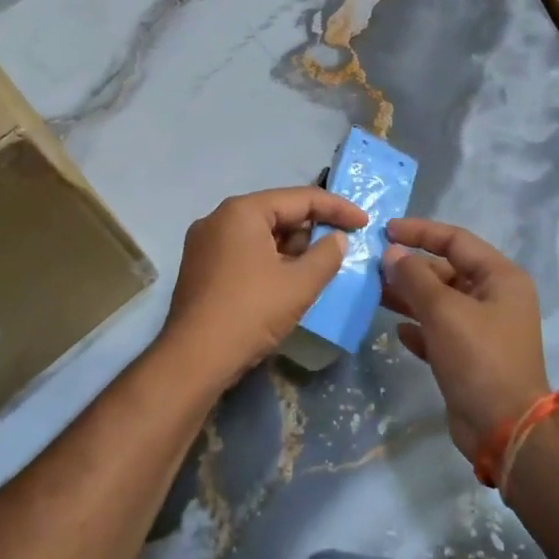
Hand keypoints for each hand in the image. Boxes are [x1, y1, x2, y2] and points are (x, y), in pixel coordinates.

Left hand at [159, 186, 367, 390]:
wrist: (194, 360)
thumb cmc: (250, 313)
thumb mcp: (299, 284)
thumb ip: (326, 255)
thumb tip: (337, 239)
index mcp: (243, 211)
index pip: (300, 198)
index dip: (337, 208)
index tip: (364, 223)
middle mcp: (219, 217)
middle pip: (277, 213)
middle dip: (312, 229)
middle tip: (342, 246)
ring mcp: (204, 243)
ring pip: (260, 234)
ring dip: (291, 247)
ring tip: (318, 266)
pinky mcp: (200, 267)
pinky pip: (243, 251)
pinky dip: (269, 259)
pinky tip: (287, 279)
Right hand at [382, 219, 549, 461]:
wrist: (505, 430)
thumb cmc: (479, 358)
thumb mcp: (444, 311)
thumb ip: (415, 277)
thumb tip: (392, 253)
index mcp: (500, 278)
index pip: (456, 240)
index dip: (420, 231)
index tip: (385, 231)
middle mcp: (494, 298)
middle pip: (447, 270)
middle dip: (411, 268)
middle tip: (373, 268)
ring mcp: (483, 329)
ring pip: (440, 302)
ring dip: (409, 297)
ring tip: (375, 294)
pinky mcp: (470, 358)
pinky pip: (439, 332)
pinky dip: (419, 328)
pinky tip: (397, 331)